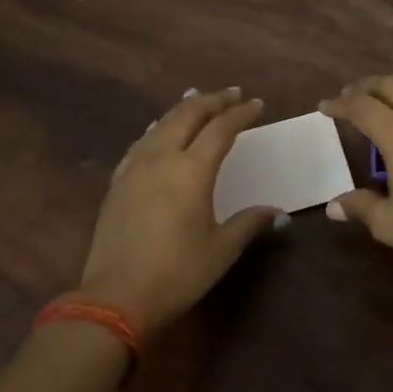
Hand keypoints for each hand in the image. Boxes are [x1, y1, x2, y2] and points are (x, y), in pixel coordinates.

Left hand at [77, 87, 281, 337]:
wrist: (115, 297)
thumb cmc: (177, 273)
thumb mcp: (221, 250)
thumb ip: (249, 223)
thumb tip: (277, 213)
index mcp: (192, 170)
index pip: (220, 129)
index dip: (240, 114)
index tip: (257, 104)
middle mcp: (162, 158)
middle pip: (188, 115)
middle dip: (213, 100)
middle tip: (233, 94)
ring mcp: (135, 167)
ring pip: (161, 123)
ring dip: (184, 108)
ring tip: (198, 99)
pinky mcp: (117, 182)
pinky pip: (142, 141)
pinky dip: (158, 127)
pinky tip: (158, 129)